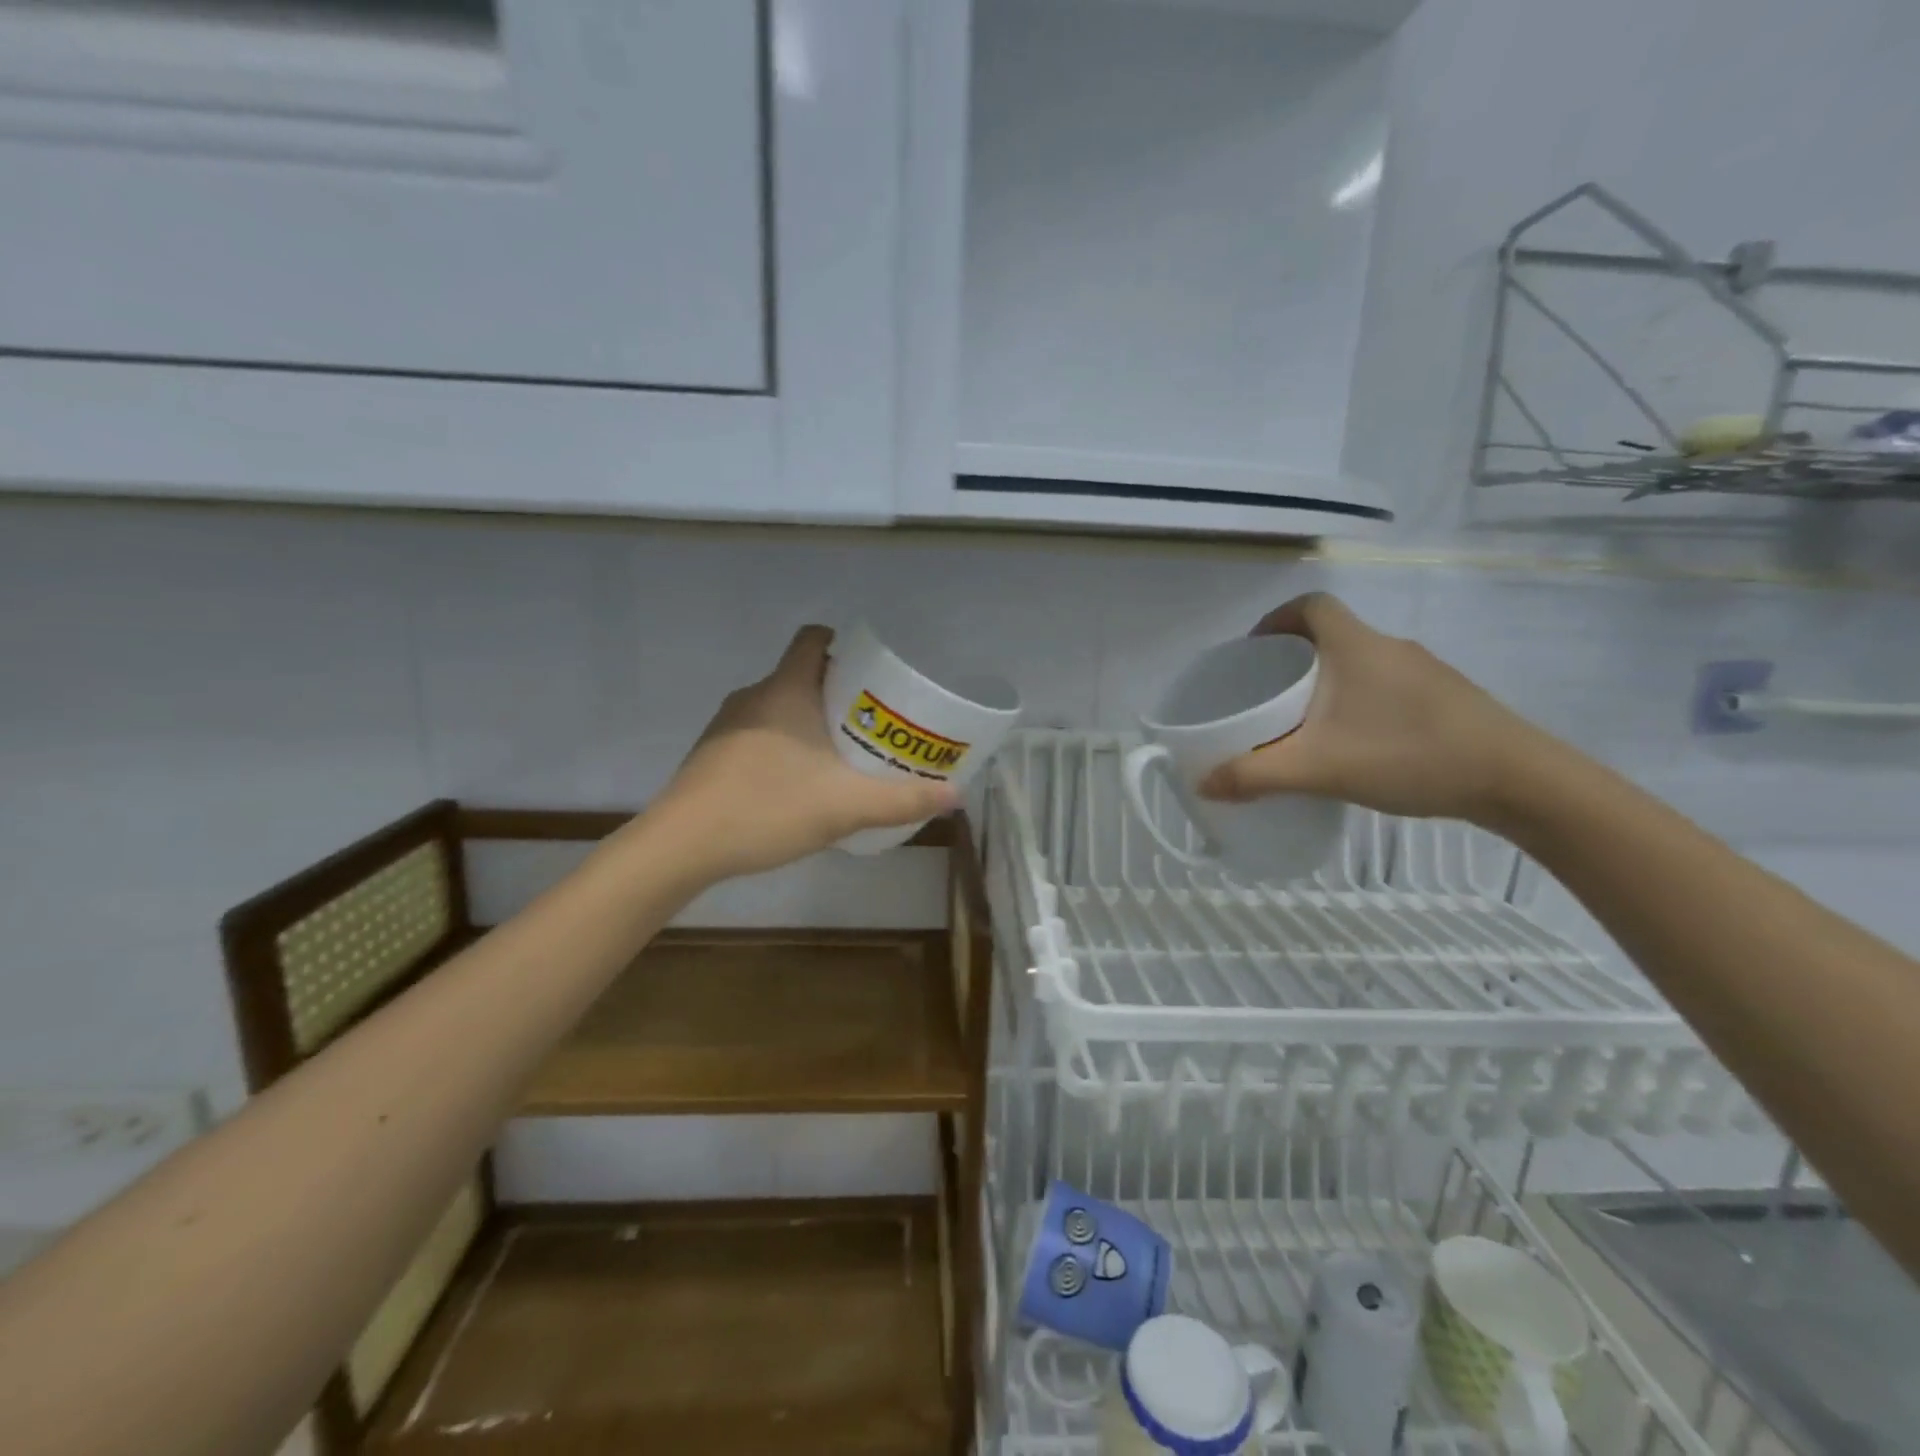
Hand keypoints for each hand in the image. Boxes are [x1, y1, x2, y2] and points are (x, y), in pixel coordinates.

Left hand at [652, 625, 958, 880]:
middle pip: (802, 675)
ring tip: (842, 756)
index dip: (845, 645)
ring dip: (810, 722)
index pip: (813, 639)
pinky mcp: (713, 754)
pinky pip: (760, 733)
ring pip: (779, 707)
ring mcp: (728, 725)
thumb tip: (955, 794)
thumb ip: (903, 800)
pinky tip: (798, 784)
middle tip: (874, 723)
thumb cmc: (767, 807)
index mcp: (786, 690)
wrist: (682, 845)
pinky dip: (784, 745)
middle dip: (839, 693)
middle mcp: (754, 697)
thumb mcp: (846, 806)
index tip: (872, 673)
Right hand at [1197, 593, 1548, 823]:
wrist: (1518, 780)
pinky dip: (1358, 700)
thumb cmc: (1409, 754)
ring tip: (1304, 721)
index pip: (1310, 605)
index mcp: (1356, 646)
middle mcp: (1389, 647)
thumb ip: (1256, 775)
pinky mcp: (1446, 698)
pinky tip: (1354, 740)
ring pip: (1360, 662)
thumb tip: (1203, 783)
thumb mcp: (1320, 767)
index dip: (1277, 618)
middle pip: (1331, 634)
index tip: (1254, 650)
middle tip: (1268, 693)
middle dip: (1294, 657)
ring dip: (1328, 681)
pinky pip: (1386, 685)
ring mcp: (1424, 672)